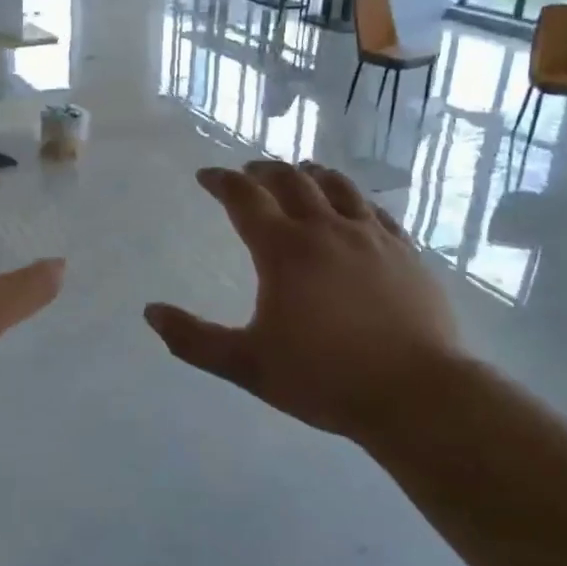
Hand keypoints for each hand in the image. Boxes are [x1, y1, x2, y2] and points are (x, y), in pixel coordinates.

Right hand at [144, 161, 463, 440]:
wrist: (415, 394)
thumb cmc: (325, 378)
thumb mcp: (247, 365)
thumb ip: (194, 340)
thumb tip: (151, 312)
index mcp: (285, 250)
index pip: (245, 198)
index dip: (221, 182)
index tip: (206, 175)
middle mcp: (327, 229)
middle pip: (292, 181)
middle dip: (264, 170)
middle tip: (249, 172)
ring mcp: (372, 236)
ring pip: (338, 186)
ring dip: (311, 174)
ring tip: (300, 172)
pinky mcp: (405, 251)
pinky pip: (376, 210)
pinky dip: (354, 198)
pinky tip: (354, 206)